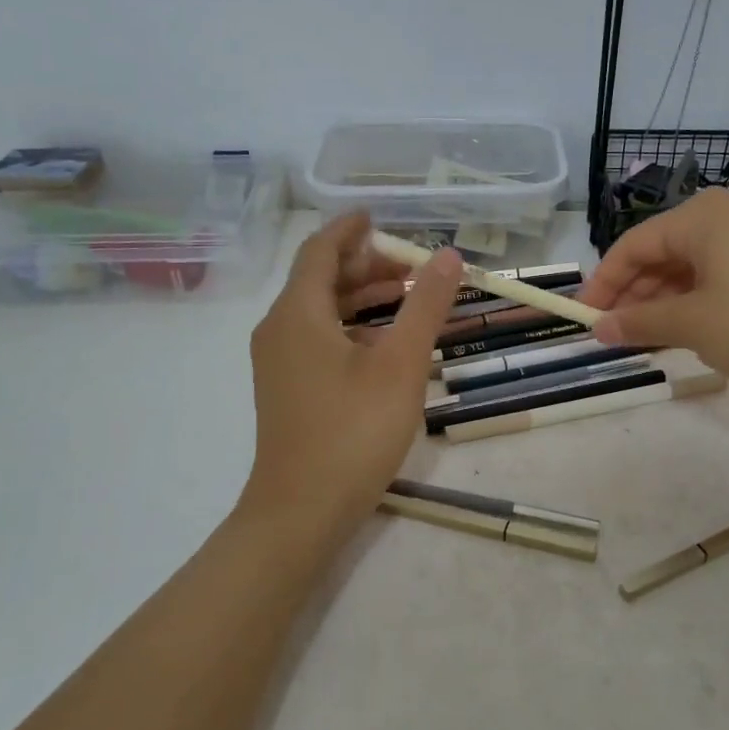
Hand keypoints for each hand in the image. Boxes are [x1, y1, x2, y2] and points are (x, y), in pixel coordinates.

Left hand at [239, 213, 461, 543]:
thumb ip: (425, 306)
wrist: (300, 512)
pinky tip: (386, 346)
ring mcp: (279, 363)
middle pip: (320, 279)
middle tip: (413, 266)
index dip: (350, 229)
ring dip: (362, 298)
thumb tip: (449, 256)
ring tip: (408, 297)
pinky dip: (352, 328)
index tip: (379, 217)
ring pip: (320, 312)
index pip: (320, 250)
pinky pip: (318, 339)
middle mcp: (279, 330)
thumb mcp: (401, 365)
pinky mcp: (288, 390)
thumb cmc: (352, 432)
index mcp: (298, 313)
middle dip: (366, 266)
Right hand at [581, 187, 728, 387]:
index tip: (586, 316)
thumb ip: (639, 323)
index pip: (633, 245)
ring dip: (660, 300)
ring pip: (686, 267)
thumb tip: (599, 328)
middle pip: (659, 253)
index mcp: (700, 218)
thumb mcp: (692, 324)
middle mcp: (722, 217)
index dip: (604, 282)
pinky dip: (690, 300)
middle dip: (632, 293)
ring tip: (643, 336)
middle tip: (613, 331)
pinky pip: (712, 275)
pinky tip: (682, 329)